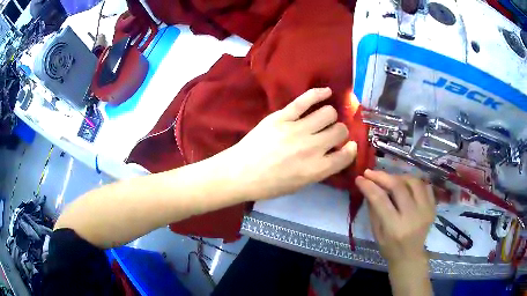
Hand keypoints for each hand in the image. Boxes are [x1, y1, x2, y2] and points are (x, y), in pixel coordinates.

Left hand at [223, 87, 356, 200]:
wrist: (240, 173)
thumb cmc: (269, 185)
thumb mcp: (299, 185)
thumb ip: (320, 169)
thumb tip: (334, 153)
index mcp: (316, 169)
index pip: (346, 155)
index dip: (350, 149)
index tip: (348, 146)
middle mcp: (312, 148)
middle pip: (340, 131)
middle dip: (339, 132)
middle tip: (331, 134)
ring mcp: (297, 130)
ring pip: (328, 113)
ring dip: (330, 116)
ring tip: (323, 119)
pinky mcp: (282, 116)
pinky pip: (305, 100)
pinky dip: (319, 93)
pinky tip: (326, 92)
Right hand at [355, 170, 435, 264]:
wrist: (410, 256)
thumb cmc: (389, 248)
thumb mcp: (376, 233)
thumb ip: (373, 210)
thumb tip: (368, 187)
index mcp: (395, 227)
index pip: (381, 200)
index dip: (369, 186)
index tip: (360, 178)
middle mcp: (412, 217)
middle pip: (398, 186)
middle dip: (382, 176)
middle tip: (371, 173)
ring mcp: (426, 211)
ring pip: (414, 182)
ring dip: (399, 177)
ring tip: (390, 179)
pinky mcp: (433, 208)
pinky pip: (425, 186)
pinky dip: (414, 182)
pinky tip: (406, 185)